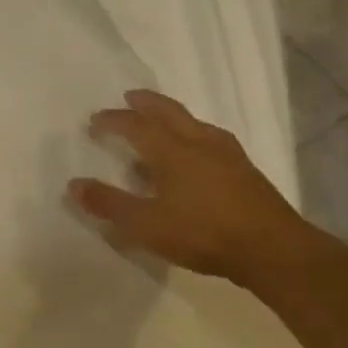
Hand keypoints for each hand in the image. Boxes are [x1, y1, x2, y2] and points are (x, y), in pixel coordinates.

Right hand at [67, 89, 316, 286]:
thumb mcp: (146, 225)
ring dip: (172, 116)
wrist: (274, 250)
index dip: (113, 120)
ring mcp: (227, 154)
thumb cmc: (204, 233)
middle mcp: (199, 142)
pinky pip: (211, 139)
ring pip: (194, 123)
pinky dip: (194, 134)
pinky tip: (198, 152)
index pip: (136, 125)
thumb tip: (74, 184)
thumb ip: (109, 204)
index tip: (96, 120)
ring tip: (162, 122)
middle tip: (130, 97)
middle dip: (146, 103)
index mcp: (172, 150)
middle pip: (168, 112)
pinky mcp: (245, 170)